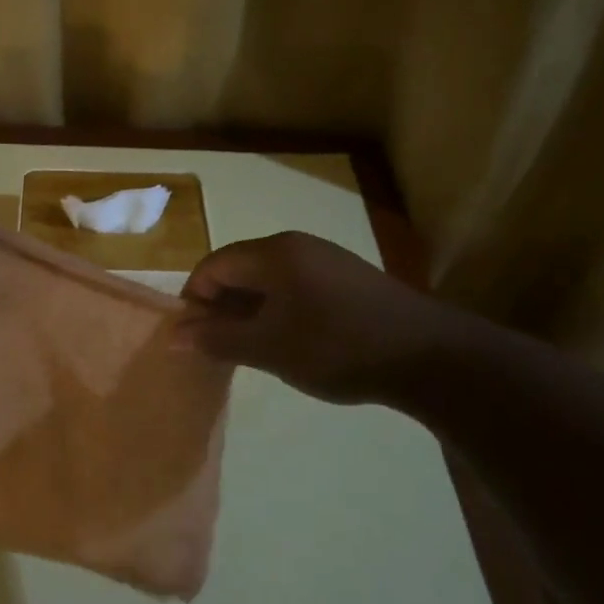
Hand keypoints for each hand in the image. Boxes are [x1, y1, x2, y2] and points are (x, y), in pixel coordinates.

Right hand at [176, 232, 455, 405]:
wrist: (430, 357)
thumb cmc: (337, 347)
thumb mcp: (268, 348)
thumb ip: (216, 339)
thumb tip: (172, 336)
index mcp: (273, 253)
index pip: (212, 266)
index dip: (194, 301)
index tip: (194, 339)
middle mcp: (296, 245)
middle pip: (239, 269)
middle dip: (221, 307)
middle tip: (220, 348)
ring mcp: (326, 260)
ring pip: (268, 280)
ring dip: (250, 312)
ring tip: (253, 349)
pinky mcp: (348, 279)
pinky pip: (295, 287)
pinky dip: (278, 311)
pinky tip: (290, 343)